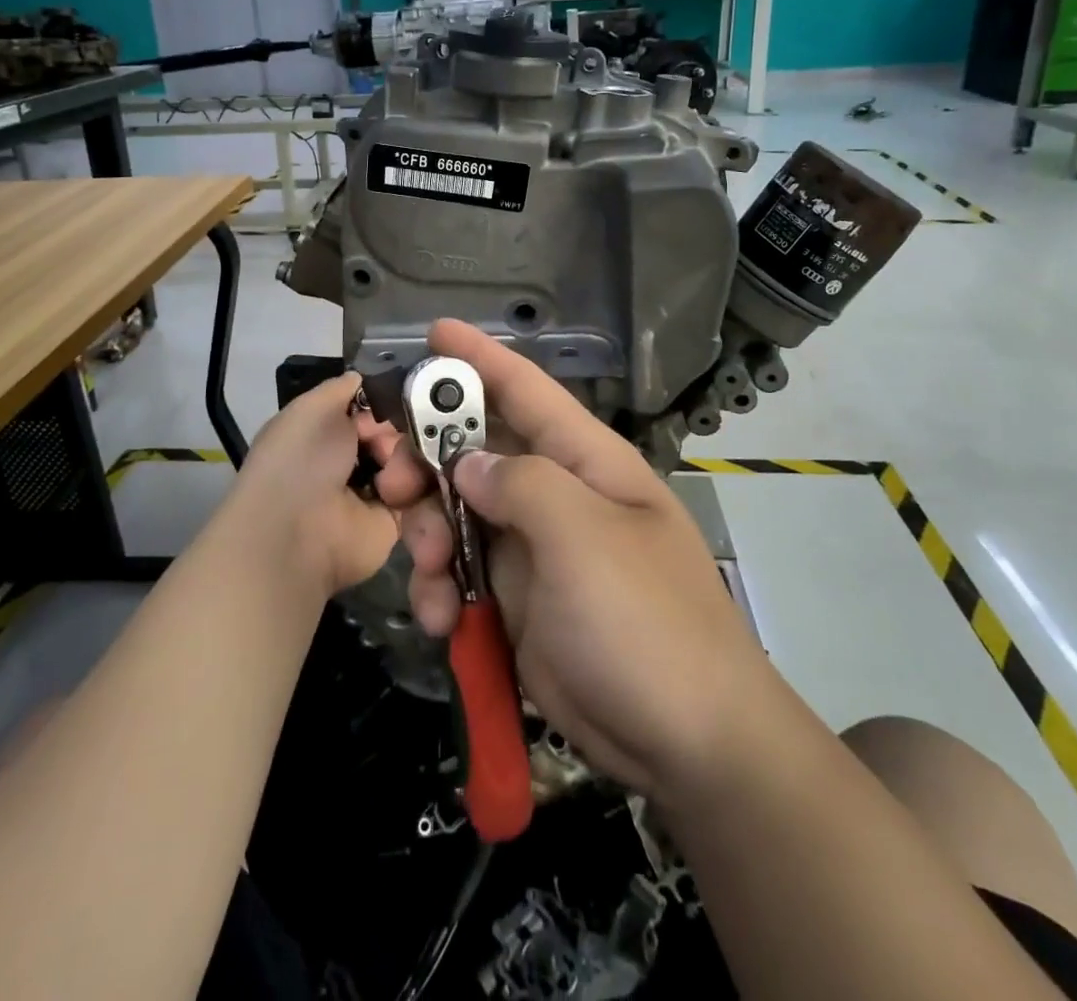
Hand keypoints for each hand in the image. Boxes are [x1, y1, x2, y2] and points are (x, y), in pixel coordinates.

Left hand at [220, 373, 398, 600]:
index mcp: (331, 429)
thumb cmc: (300, 461)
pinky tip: (397, 492)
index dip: (391, 398)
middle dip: (405, 428)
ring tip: (387, 475)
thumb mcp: (312, 407)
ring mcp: (378, 488)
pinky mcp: (397, 520)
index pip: (378, 404)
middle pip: (404, 429)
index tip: (398, 398)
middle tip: (387, 442)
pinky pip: (424, 494)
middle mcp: (355, 456)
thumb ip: (341, 387)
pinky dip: (416, 490)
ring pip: (417, 458)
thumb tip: (363, 377)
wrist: (298, 532)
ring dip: (407, 462)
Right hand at [367, 321, 768, 800]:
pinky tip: (442, 620)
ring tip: (423, 566)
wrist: (687, 744)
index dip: (479, 358)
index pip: (526, 390)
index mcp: (584, 462)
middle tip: (389, 476)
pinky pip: (460, 576)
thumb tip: (469, 465)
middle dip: (427, 458)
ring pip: (456, 515)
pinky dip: (441, 591)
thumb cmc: (643, 621)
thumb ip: (520, 483)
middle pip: (475, 451)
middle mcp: (555, 496)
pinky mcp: (515, 603)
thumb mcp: (583, 537)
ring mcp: (533, 551)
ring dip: (426, 533)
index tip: (432, 332)